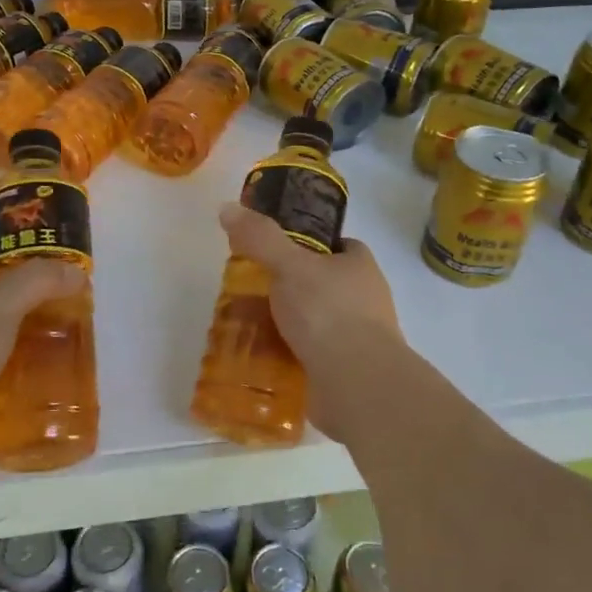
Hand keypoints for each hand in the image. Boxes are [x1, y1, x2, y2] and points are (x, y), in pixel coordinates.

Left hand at [0, 253, 84, 492]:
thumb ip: (38, 281)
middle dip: (34, 307)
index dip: (11, 259)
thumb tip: (76, 271)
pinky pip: (5, 389)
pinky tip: (61, 389)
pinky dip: (30, 389)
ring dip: (36, 351)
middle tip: (76, 310)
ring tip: (76, 350)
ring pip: (4, 350)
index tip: (50, 266)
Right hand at [219, 202, 402, 375]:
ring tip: (245, 326)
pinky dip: (287, 356)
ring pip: (314, 323)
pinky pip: (309, 356)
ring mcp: (357, 339)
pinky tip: (258, 358)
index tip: (277, 250)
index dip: (310, 245)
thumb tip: (227, 208)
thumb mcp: (289, 265)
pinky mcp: (344, 372)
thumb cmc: (328, 313)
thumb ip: (260, 238)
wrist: (357, 383)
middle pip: (322, 285)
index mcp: (360, 267)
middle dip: (290, 288)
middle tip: (251, 290)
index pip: (339, 246)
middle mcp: (364, 300)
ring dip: (286, 325)